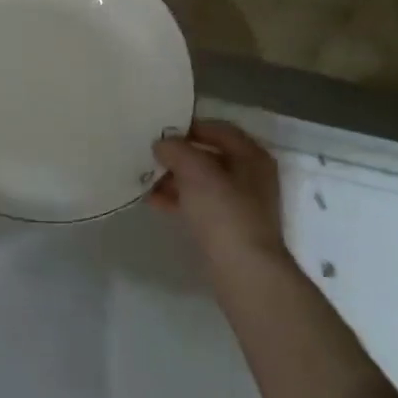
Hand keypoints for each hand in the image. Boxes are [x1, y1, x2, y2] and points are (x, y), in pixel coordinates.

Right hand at [151, 120, 288, 268]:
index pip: (219, 129)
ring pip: (201, 182)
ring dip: (174, 178)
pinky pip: (198, 205)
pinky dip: (178, 200)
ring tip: (145, 178)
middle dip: (178, 155)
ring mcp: (240, 205)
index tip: (162, 129)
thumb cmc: (224, 212)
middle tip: (150, 153)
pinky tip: (153, 201)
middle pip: (209, 156)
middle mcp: (250, 177)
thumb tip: (162, 143)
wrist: (244, 272)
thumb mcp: (196, 171)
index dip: (190, 126)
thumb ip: (176, 150)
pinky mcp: (227, 228)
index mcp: (252, 156)